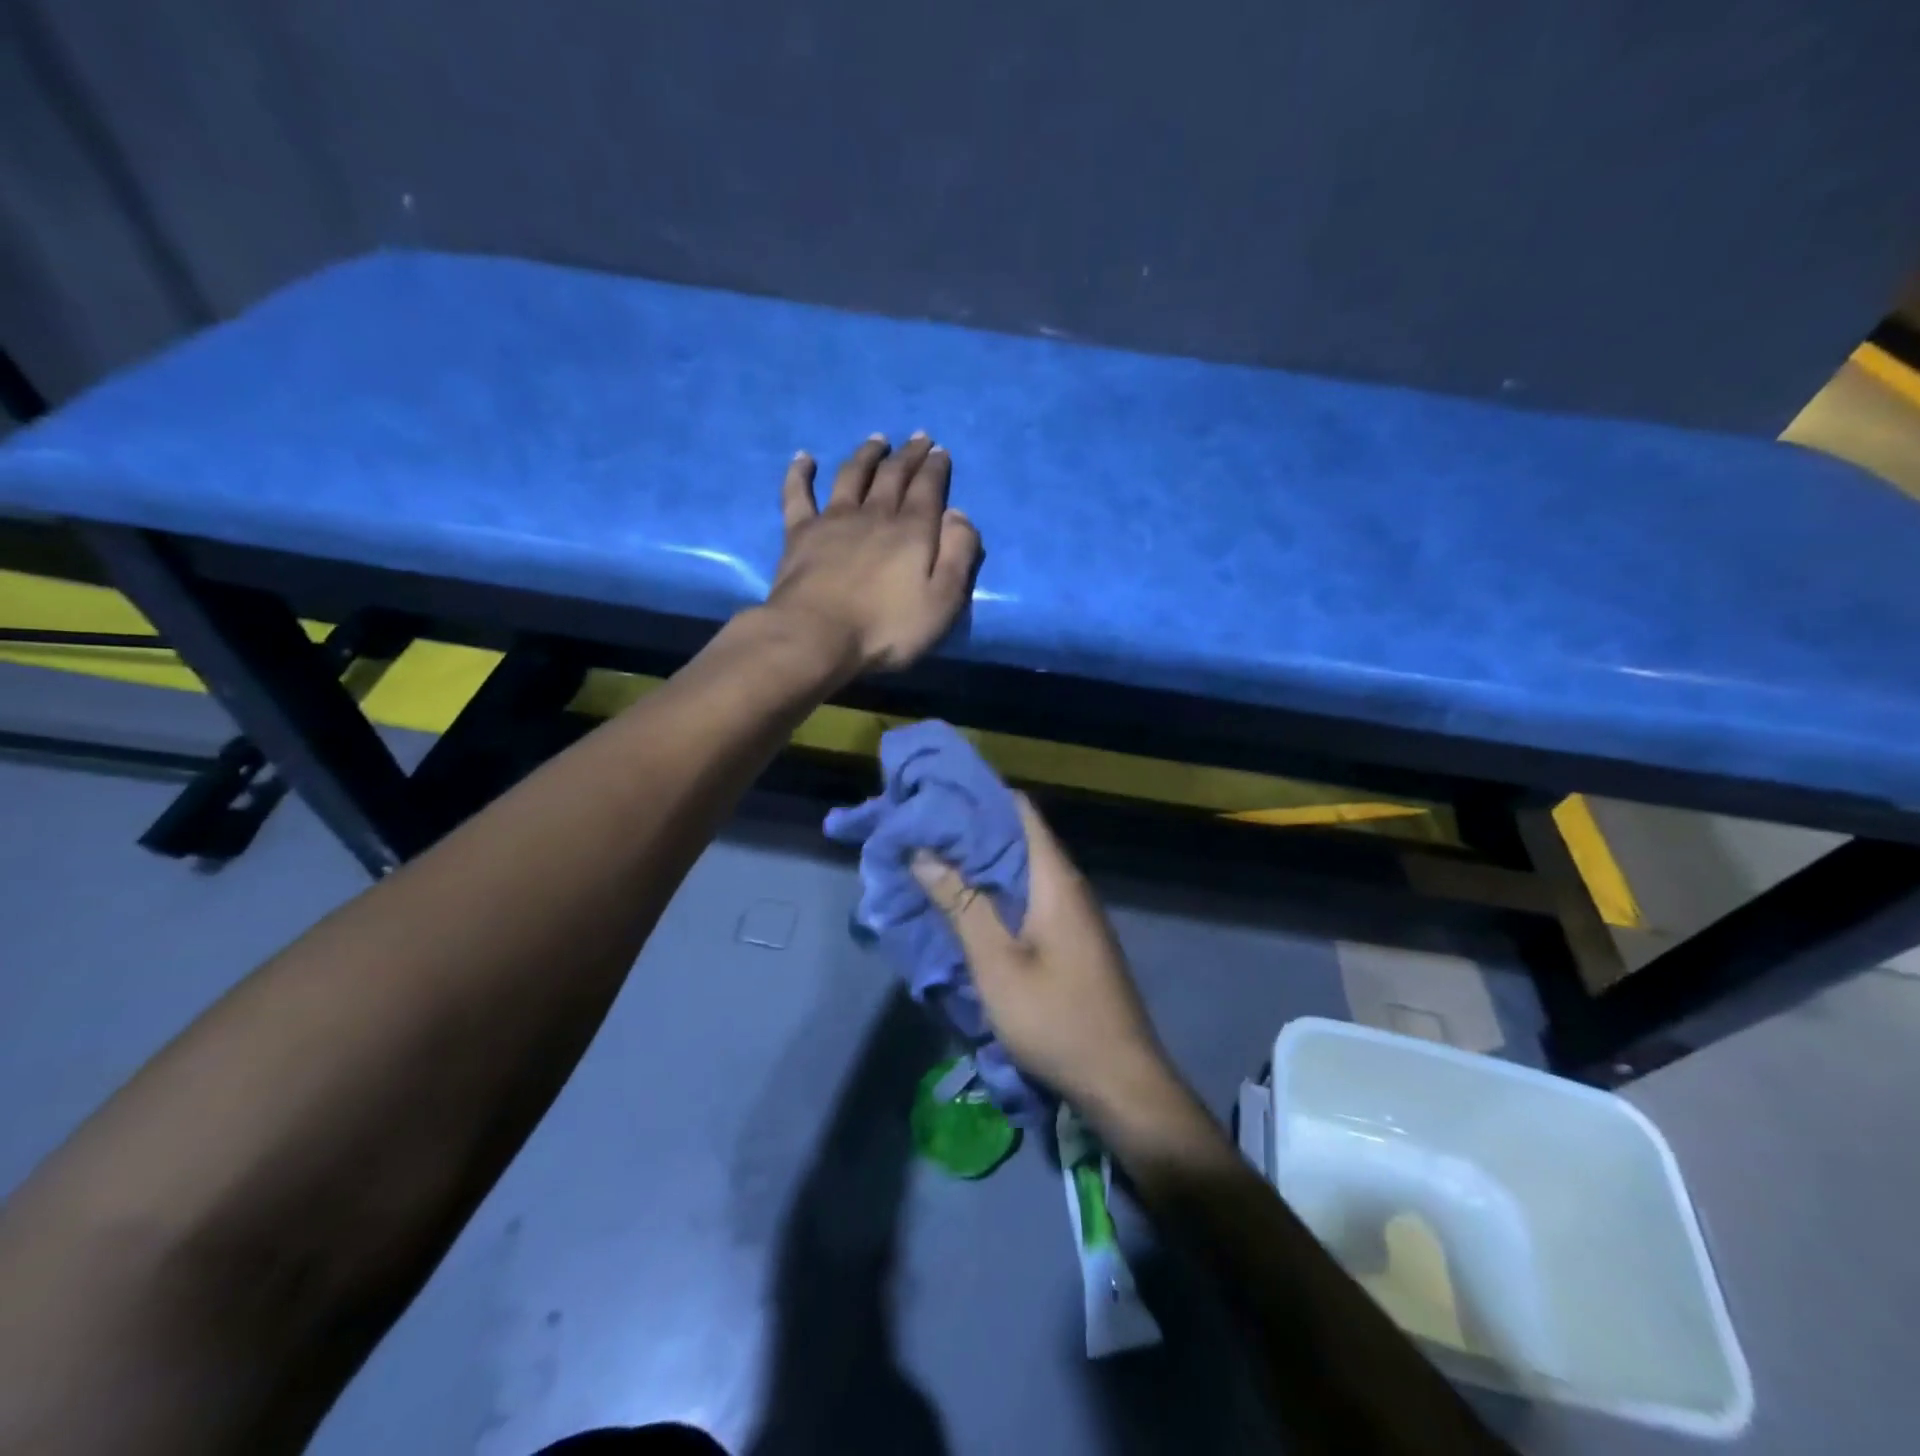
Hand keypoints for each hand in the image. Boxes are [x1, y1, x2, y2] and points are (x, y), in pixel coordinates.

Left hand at [767, 434, 981, 673]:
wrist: (817, 636)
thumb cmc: (886, 628)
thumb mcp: (943, 601)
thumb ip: (958, 555)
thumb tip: (958, 513)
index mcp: (912, 531)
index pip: (928, 489)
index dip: (935, 468)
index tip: (940, 451)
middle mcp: (874, 515)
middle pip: (893, 476)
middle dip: (908, 455)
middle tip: (917, 437)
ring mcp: (833, 520)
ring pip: (852, 476)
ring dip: (866, 455)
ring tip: (876, 440)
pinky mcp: (799, 534)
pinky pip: (798, 494)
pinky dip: (800, 473)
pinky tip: (803, 458)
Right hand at [911, 795, 1180, 1119]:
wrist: (1120, 1081)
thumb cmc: (1056, 1017)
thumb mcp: (997, 963)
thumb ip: (962, 903)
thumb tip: (924, 851)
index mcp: (1055, 878)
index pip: (1019, 810)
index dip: (977, 796)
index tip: (934, 796)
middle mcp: (1068, 885)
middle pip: (1018, 838)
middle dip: (970, 831)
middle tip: (920, 830)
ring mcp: (1074, 913)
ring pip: (1022, 870)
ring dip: (981, 864)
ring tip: (932, 861)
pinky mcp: (1072, 939)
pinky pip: (1030, 897)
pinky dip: (997, 892)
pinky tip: (966, 904)